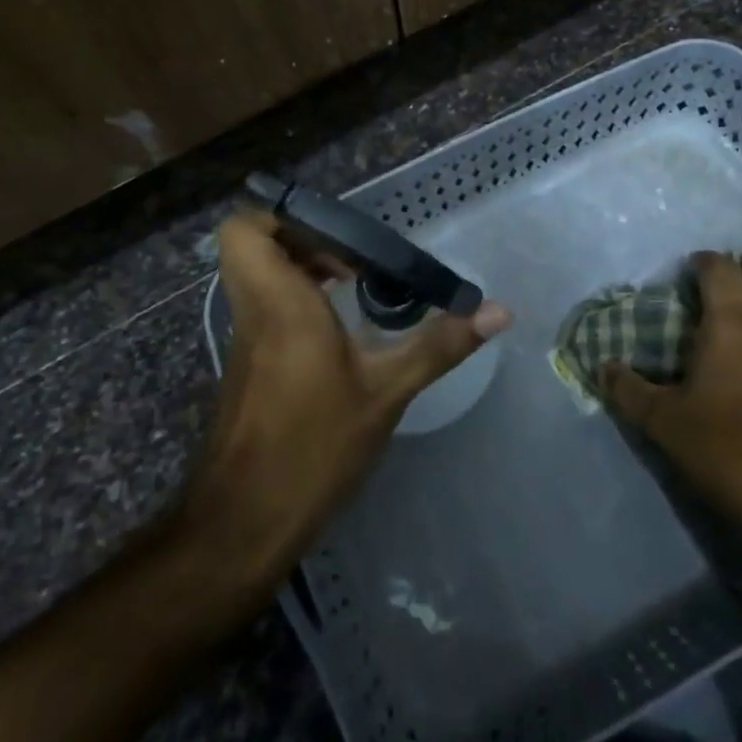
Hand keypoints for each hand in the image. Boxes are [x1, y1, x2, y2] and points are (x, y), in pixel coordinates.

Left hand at [181, 211, 510, 585]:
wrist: (245, 523)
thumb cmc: (313, 447)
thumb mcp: (387, 392)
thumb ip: (439, 345)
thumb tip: (498, 311)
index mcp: (279, 302)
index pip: (243, 230)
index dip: (281, 218)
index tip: (336, 237)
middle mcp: (253, 311)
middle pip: (255, 247)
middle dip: (306, 240)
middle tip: (355, 260)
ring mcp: (246, 339)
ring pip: (260, 277)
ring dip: (304, 270)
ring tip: (356, 287)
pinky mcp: (248, 365)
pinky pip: (266, 308)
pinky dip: (299, 301)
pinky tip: (341, 332)